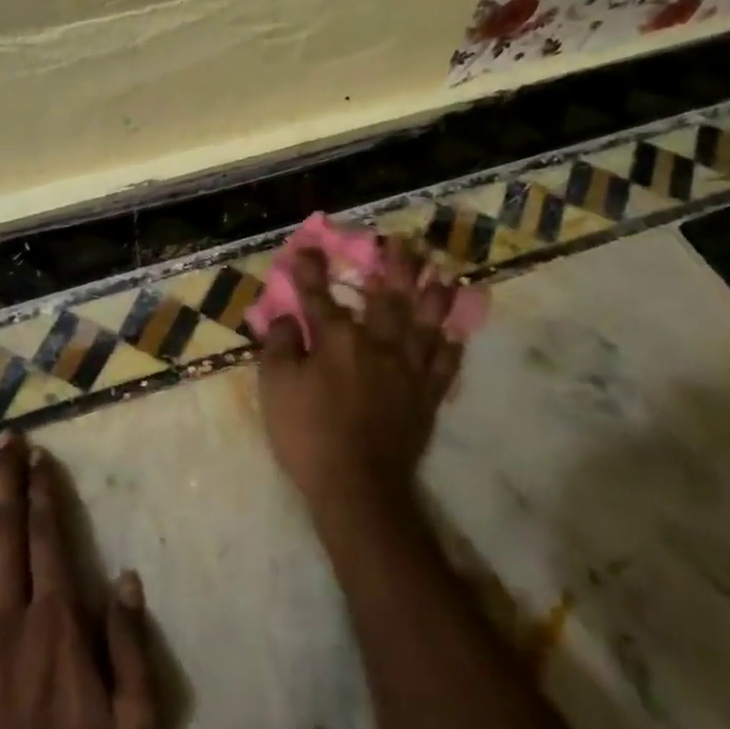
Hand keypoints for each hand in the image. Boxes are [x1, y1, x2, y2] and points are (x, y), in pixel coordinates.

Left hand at [0, 433, 163, 728]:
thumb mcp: (139, 721)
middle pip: (5, 533)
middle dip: (6, 481)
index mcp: (58, 624)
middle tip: (5, 440)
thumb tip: (128, 578)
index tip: (39, 459)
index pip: (47, 539)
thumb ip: (134, 645)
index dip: (43, 493)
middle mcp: (8, 619)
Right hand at [258, 237, 468, 520]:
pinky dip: (450, 347)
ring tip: (439, 274)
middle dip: (394, 266)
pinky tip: (453, 336)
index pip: (319, 295)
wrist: (357, 485)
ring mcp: (409, 370)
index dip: (310, 270)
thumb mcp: (276, 388)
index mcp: (338, 339)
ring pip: (426, 323)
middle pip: (389, 297)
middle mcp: (379, 344)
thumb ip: (281, 346)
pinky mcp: (427, 397)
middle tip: (402, 242)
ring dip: (433, 295)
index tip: (307, 246)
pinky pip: (445, 365)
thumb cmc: (308, 434)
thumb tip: (287, 319)